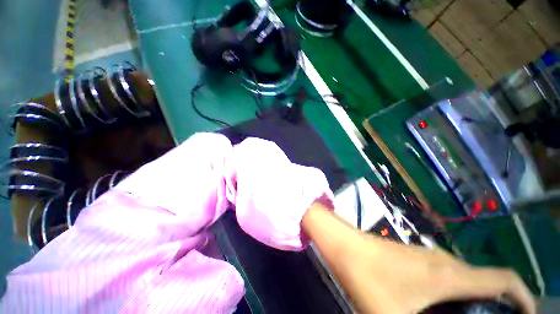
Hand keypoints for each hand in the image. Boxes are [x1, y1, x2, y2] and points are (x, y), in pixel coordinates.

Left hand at [302, 203, 535, 313]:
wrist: (343, 244)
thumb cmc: (367, 278)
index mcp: (449, 275)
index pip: (504, 279)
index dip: (524, 297)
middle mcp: (443, 262)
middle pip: (486, 281)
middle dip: (499, 305)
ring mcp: (426, 256)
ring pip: (464, 279)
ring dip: (475, 300)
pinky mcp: (412, 257)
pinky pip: (444, 276)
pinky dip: (455, 294)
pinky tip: (441, 310)